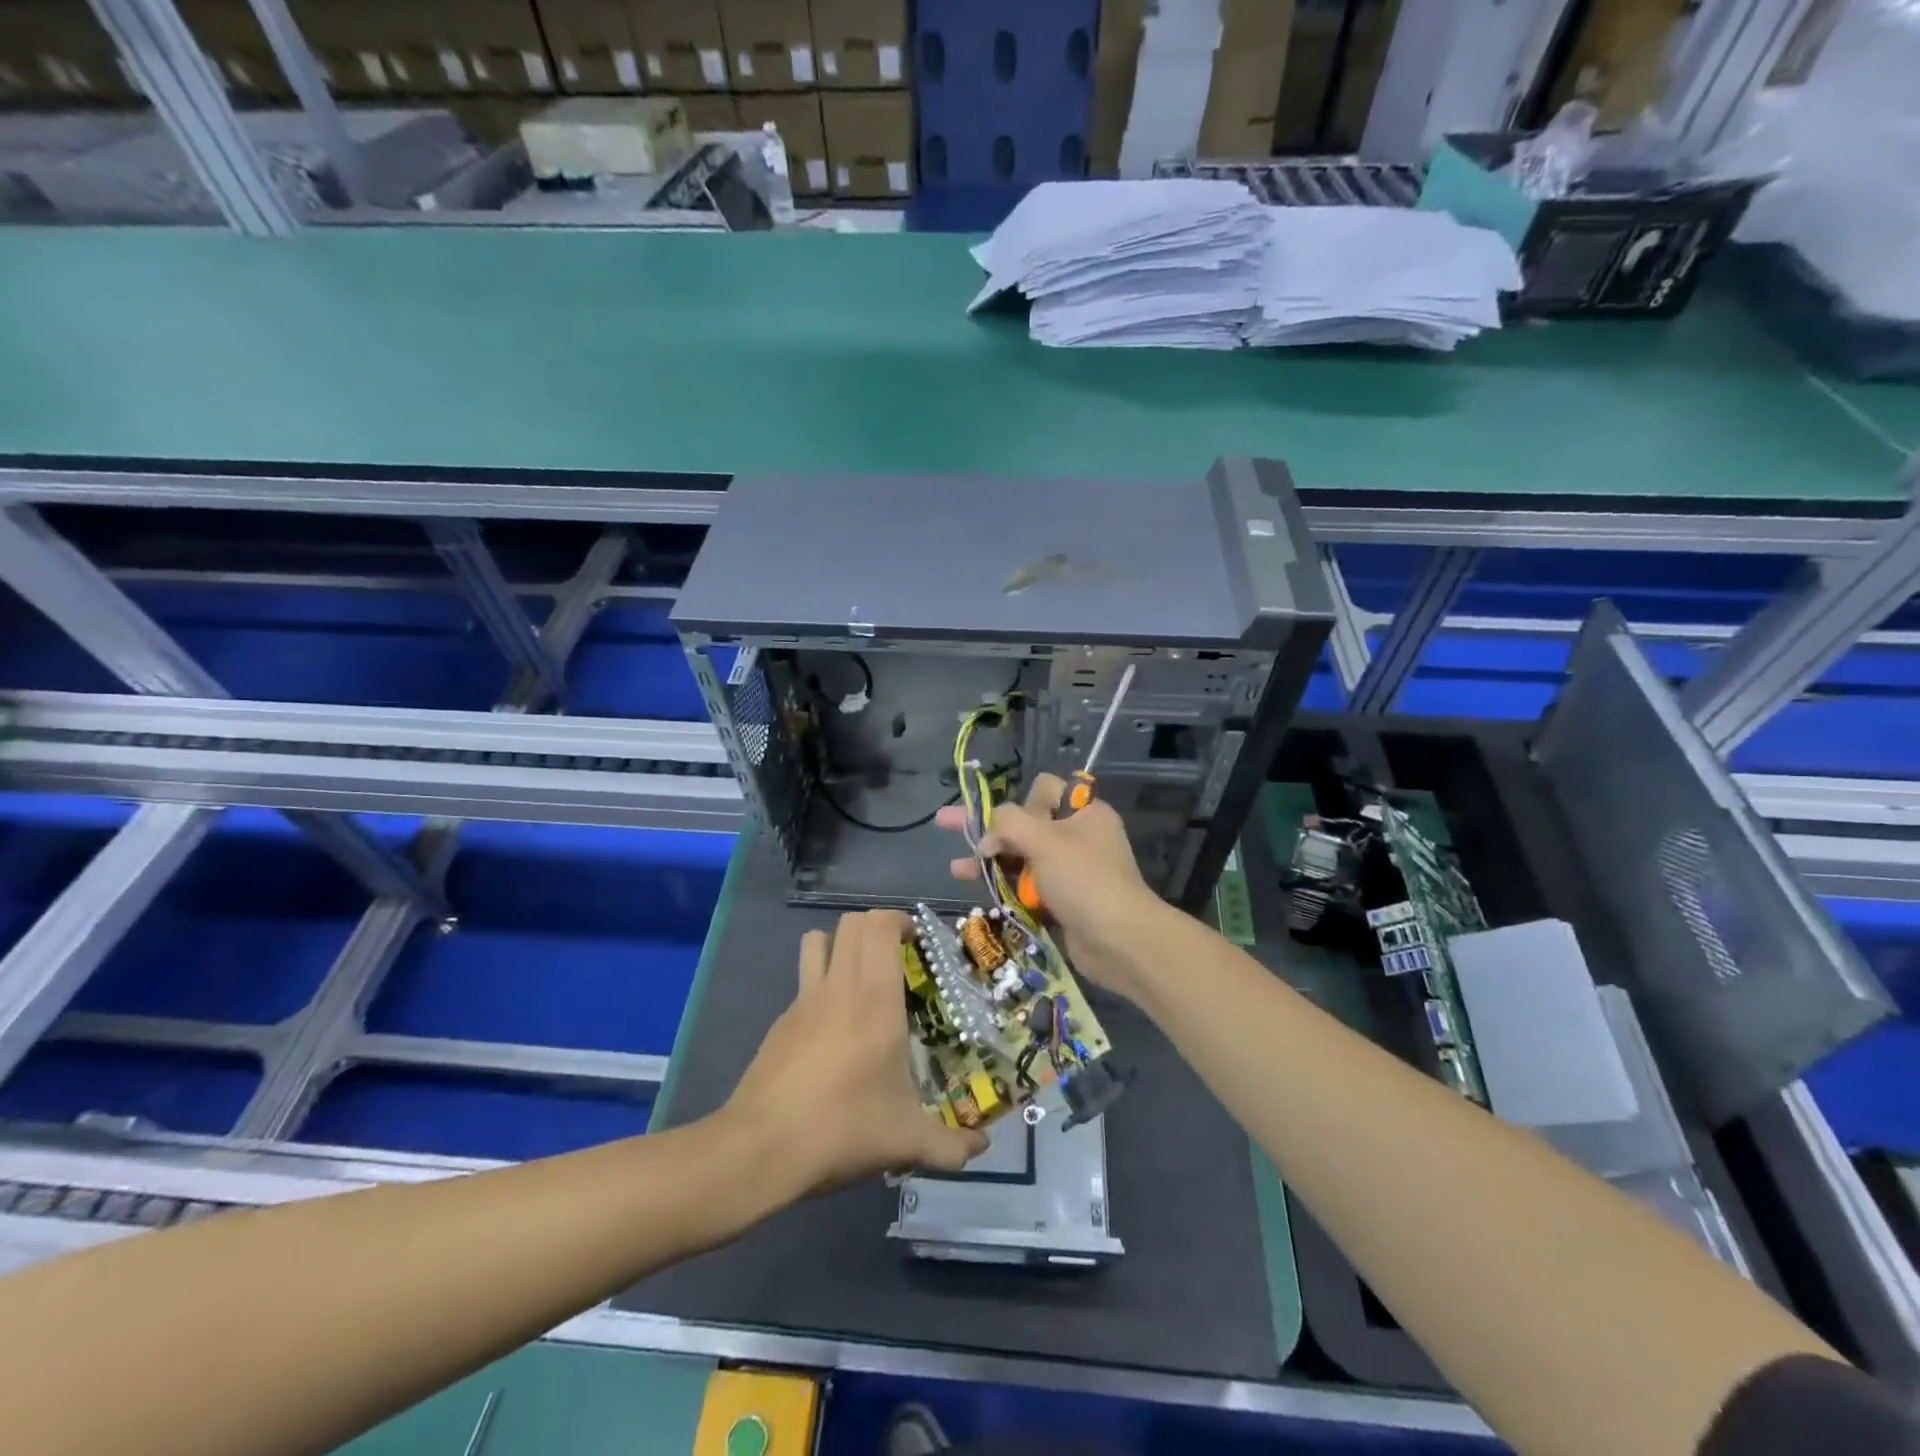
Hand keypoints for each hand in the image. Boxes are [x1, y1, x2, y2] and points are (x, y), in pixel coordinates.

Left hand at [724, 910, 986, 1196]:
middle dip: (876, 927)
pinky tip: (833, 1027)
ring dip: (841, 943)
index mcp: (875, 998)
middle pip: (851, 923)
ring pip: (817, 940)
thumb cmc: (843, 1128)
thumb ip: (950, 1145)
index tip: (918, 943)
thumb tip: (982, 1147)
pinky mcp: (781, 1021)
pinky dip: (821, 982)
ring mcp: (803, 1000)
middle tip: (897, 956)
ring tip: (862, 975)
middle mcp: (839, 986)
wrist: (761, 1148)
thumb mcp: (906, 1142)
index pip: (881, 927)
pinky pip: (803, 980)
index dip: (900, 921)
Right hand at [935, 772, 1169, 1003]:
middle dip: (987, 827)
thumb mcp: (1045, 840)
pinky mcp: (1062, 899)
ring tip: (956, 869)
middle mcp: (1077, 835)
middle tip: (946, 822)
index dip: (1020, 802)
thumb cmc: (1085, 880)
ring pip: (1021, 856)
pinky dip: (1003, 884)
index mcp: (1084, 812)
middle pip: (1025, 823)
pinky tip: (975, 887)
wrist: (1120, 941)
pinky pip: (1026, 884)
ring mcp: (1069, 870)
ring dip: (989, 860)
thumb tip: (986, 837)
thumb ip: (1009, 823)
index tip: (1006, 822)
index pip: (1044, 789)